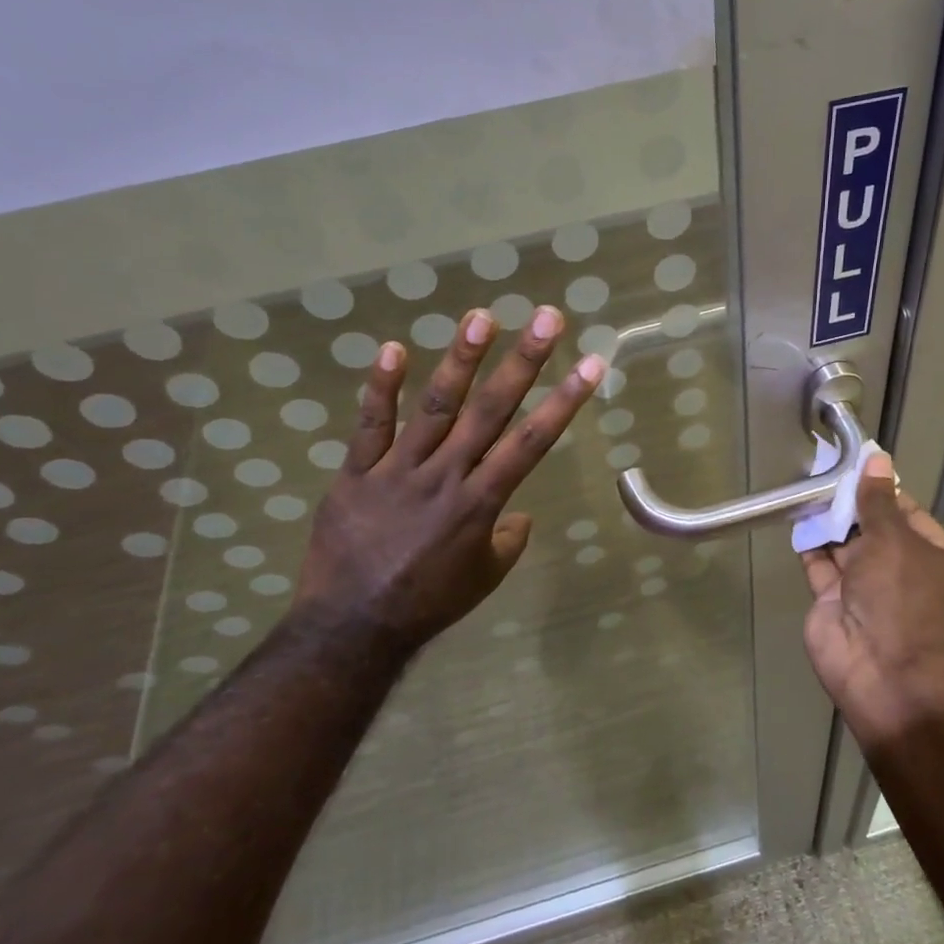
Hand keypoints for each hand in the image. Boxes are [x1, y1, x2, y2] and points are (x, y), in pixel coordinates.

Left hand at [291, 305, 603, 660]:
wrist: (352, 626)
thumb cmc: (429, 603)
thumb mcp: (485, 578)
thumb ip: (508, 541)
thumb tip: (518, 516)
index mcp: (481, 503)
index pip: (531, 442)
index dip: (564, 402)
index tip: (591, 364)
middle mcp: (446, 475)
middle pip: (491, 410)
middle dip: (524, 362)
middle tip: (547, 318)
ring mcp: (398, 470)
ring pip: (435, 406)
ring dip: (460, 360)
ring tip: (482, 317)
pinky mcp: (356, 473)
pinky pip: (370, 425)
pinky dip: (381, 388)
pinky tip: (395, 348)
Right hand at [800, 454, 943, 732]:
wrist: (886, 676)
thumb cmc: (904, 600)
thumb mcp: (895, 542)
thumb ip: (877, 502)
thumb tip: (876, 459)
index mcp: (933, 555)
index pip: (905, 512)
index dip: (880, 489)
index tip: (854, 463)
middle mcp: (900, 570)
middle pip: (871, 527)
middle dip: (849, 502)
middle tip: (821, 469)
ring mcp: (865, 589)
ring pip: (843, 545)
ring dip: (827, 520)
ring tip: (805, 486)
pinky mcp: (832, 603)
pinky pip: (819, 566)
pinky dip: (809, 544)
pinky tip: (796, 516)